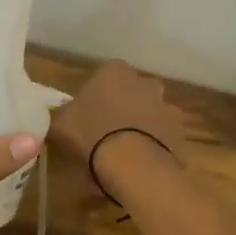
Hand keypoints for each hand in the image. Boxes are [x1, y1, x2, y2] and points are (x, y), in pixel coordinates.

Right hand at [49, 61, 189, 164]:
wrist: (132, 164)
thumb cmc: (90, 135)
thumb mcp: (60, 124)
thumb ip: (59, 114)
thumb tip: (55, 115)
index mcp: (114, 71)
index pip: (103, 76)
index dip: (95, 96)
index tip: (86, 116)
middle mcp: (144, 81)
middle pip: (131, 92)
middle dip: (122, 106)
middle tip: (106, 132)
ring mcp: (166, 105)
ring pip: (150, 112)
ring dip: (141, 125)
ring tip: (126, 151)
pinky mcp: (179, 130)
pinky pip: (164, 134)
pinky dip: (156, 143)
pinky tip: (142, 161)